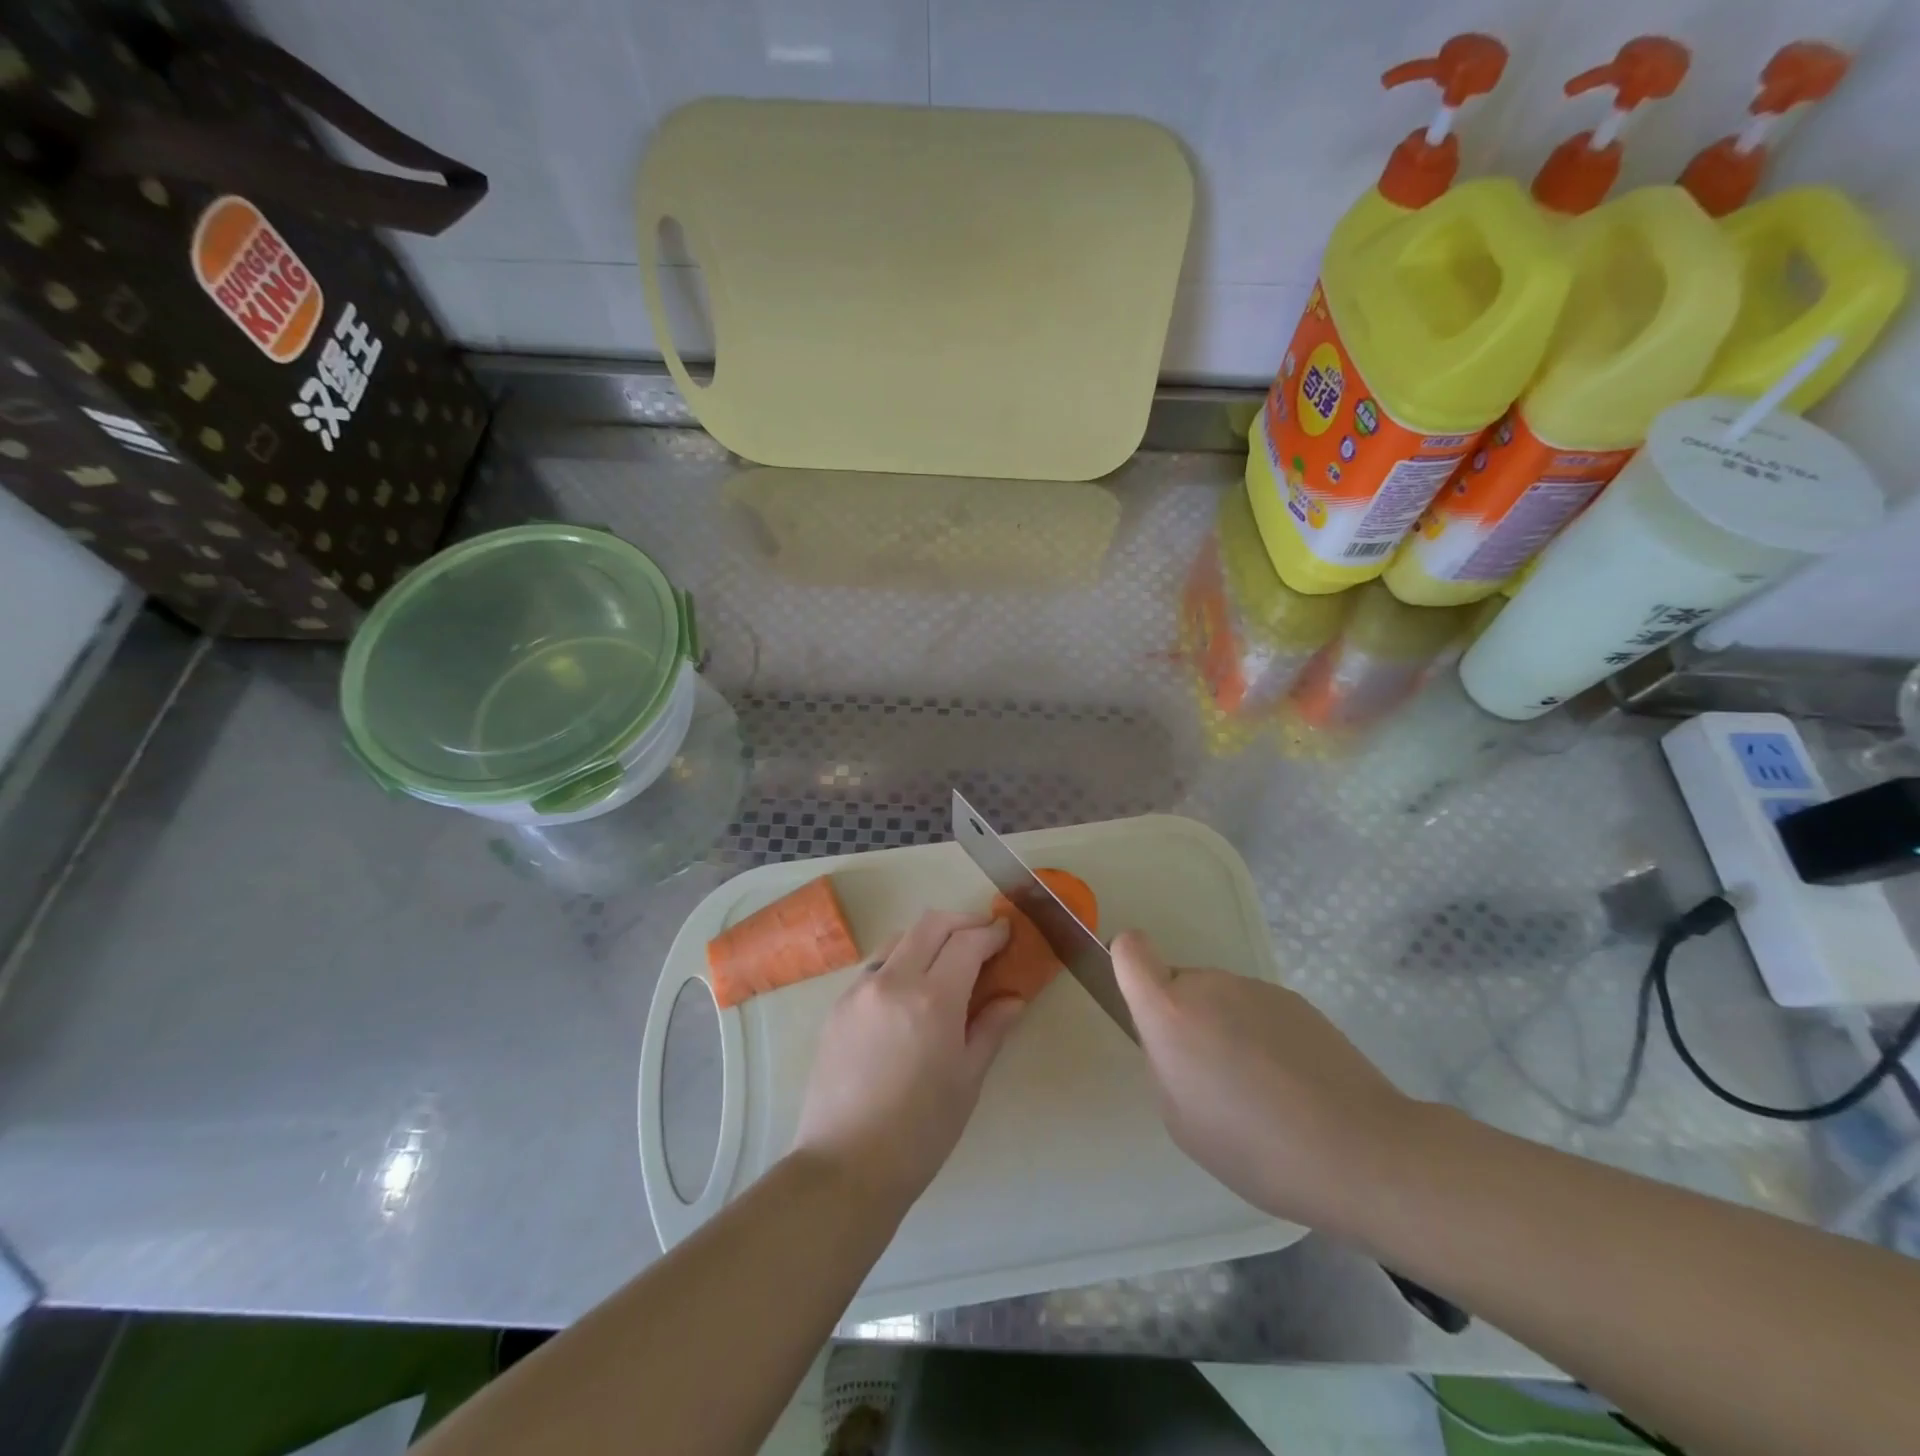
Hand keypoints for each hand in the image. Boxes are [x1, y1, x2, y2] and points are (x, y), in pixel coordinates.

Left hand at [793, 911, 1024, 1210]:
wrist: (845, 1167)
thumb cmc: (920, 1132)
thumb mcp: (967, 1081)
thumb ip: (990, 1029)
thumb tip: (1012, 998)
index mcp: (931, 999)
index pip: (967, 942)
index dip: (991, 933)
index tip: (1006, 933)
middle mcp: (892, 980)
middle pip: (931, 924)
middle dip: (962, 922)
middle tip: (983, 937)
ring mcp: (859, 990)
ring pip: (899, 939)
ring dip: (928, 938)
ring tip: (947, 961)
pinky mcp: (837, 1006)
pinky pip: (875, 966)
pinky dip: (900, 961)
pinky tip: (910, 991)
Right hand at [1112, 929, 1414, 1229]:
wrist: (1360, 1150)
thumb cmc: (1254, 1147)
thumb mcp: (1180, 1121)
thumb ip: (1164, 1066)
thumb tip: (1175, 1045)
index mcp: (1170, 1011)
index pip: (1130, 949)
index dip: (1126, 965)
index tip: (1143, 1005)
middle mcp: (1209, 984)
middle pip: (1178, 984)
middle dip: (1184, 1019)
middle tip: (1212, 1078)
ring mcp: (1256, 988)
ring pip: (1219, 999)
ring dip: (1224, 1029)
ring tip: (1260, 1091)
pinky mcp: (1297, 1001)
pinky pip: (1257, 1010)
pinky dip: (1262, 1036)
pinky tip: (1292, 1086)